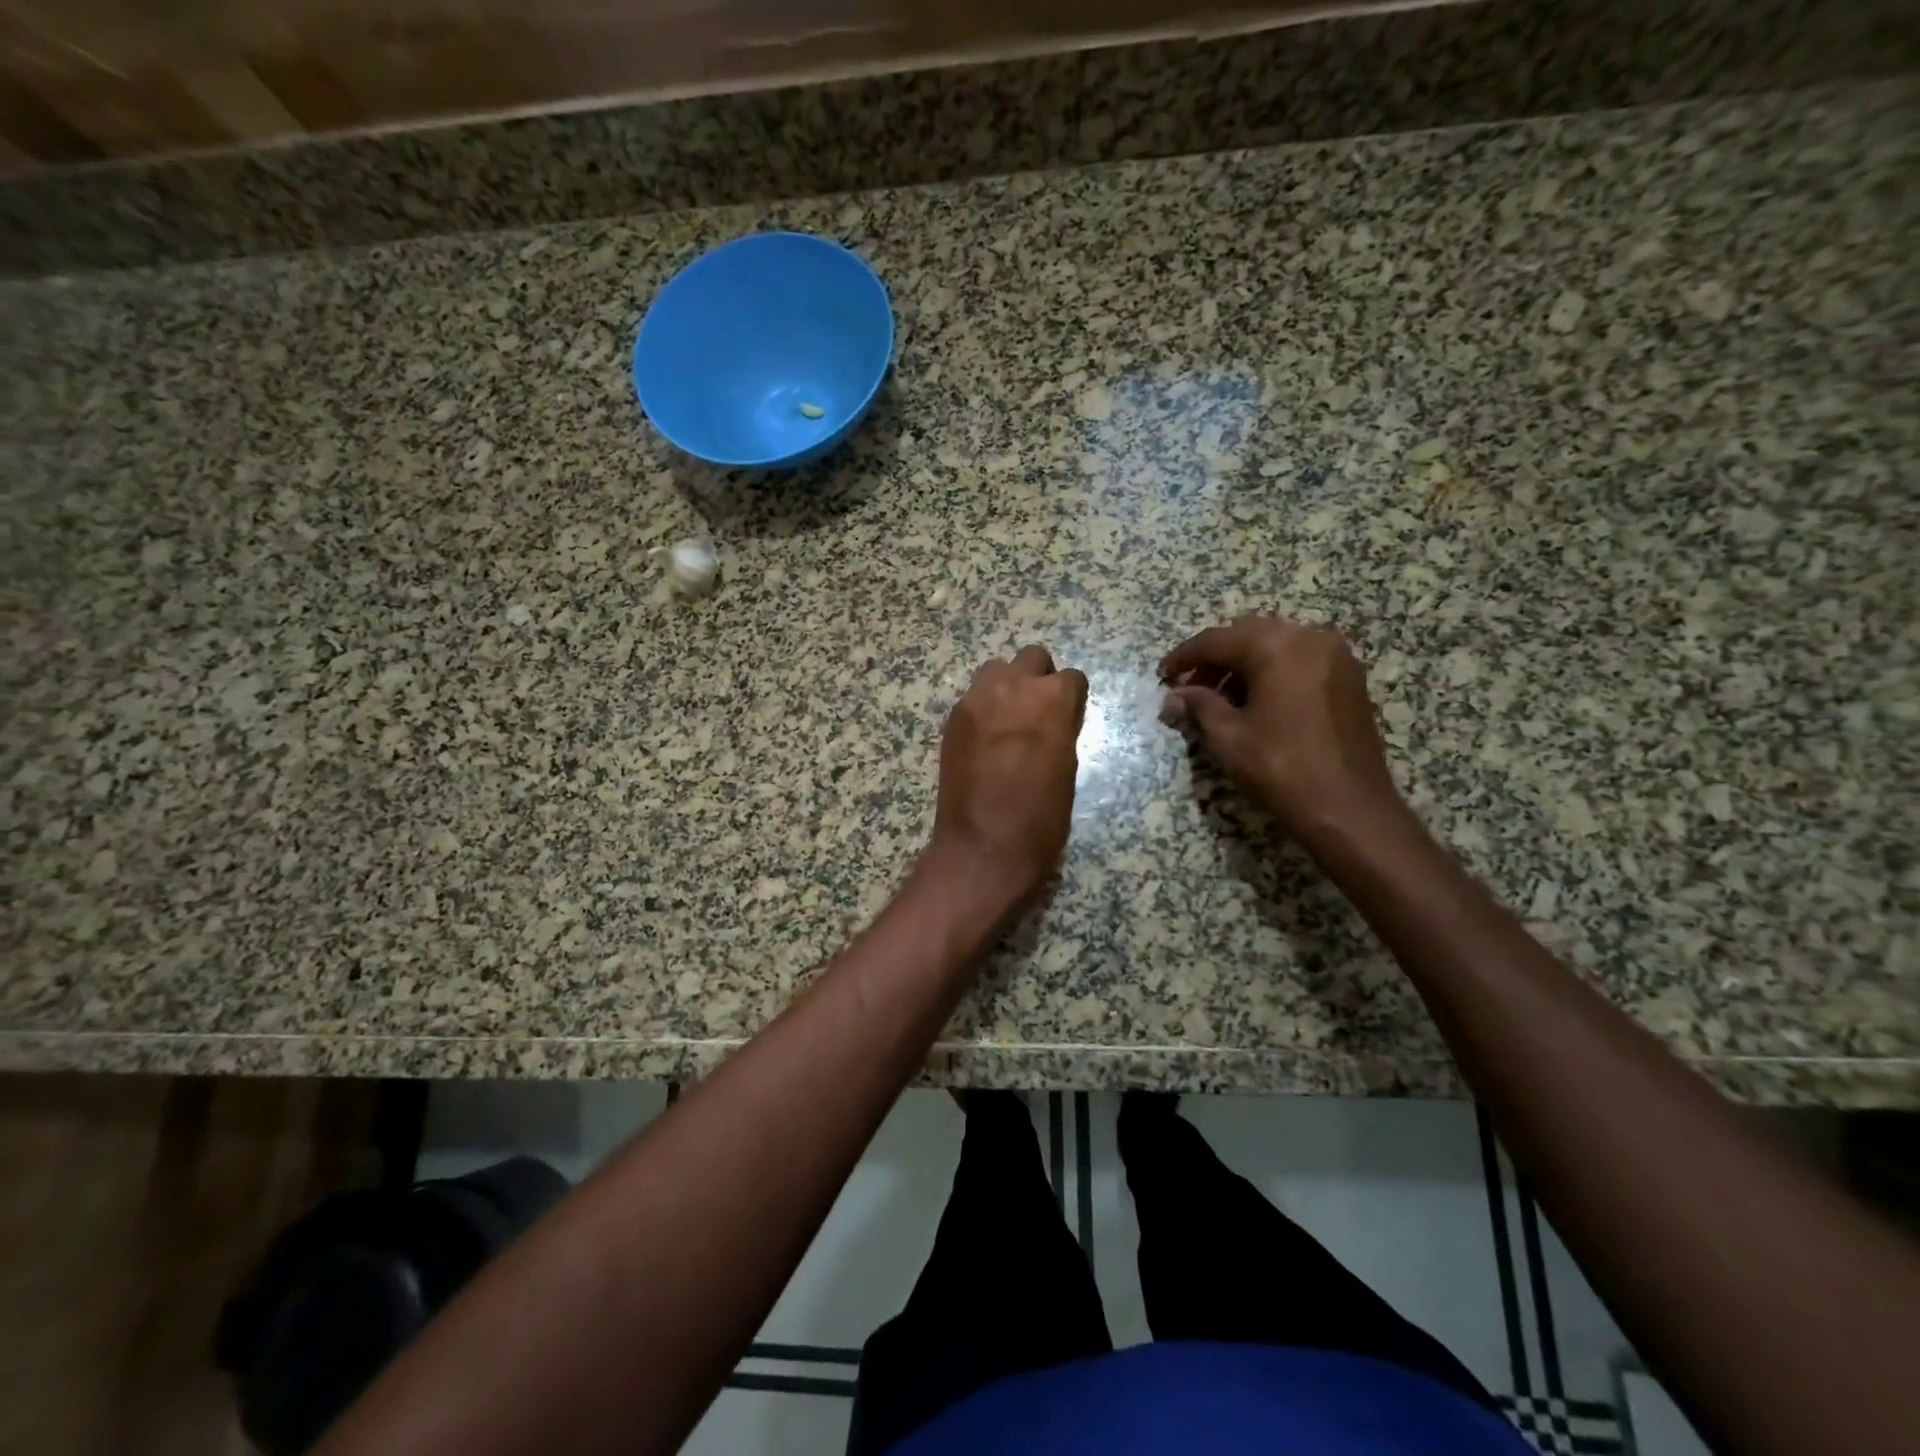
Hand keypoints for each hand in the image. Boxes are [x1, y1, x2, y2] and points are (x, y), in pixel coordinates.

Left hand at [931, 644, 1087, 902]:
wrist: (984, 846)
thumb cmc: (1040, 817)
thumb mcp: (1068, 768)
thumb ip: (1061, 730)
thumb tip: (1054, 720)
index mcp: (1051, 700)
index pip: (1071, 677)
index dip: (1072, 699)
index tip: (1068, 718)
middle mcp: (1013, 688)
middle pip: (1031, 658)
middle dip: (1039, 679)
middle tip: (1039, 712)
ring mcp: (976, 700)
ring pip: (996, 669)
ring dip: (1007, 685)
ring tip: (1009, 720)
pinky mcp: (953, 718)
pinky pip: (973, 697)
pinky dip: (983, 708)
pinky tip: (986, 738)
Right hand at [1160, 616, 1404, 842]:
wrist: (1349, 808)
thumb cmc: (1281, 768)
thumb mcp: (1228, 737)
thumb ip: (1198, 705)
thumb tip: (1174, 696)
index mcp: (1277, 646)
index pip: (1217, 640)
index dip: (1184, 657)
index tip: (1162, 676)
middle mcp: (1310, 638)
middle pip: (1248, 636)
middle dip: (1215, 659)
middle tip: (1189, 688)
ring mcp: (1335, 657)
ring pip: (1275, 646)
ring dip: (1242, 665)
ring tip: (1218, 699)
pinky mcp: (1349, 679)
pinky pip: (1299, 660)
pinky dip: (1271, 672)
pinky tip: (1254, 702)